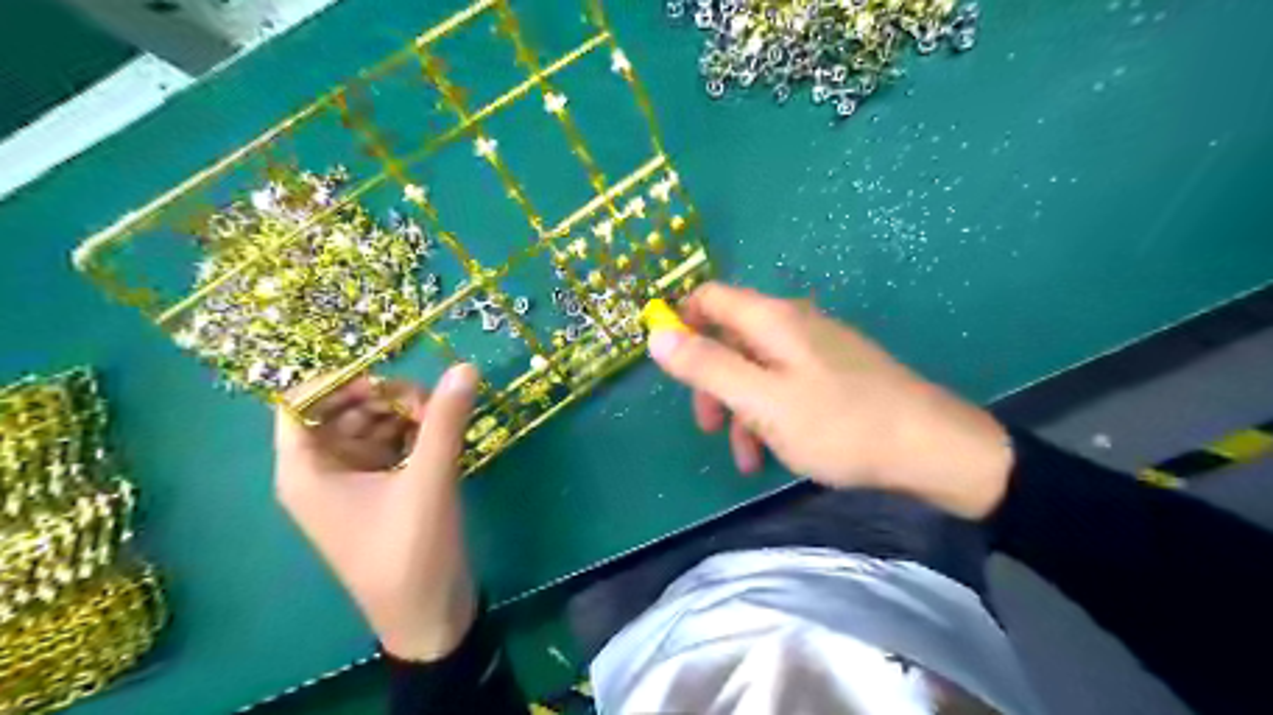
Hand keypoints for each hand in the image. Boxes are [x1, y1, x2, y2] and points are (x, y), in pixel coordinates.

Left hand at [272, 366, 475, 661]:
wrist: (428, 614)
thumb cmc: (410, 552)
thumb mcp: (428, 481)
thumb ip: (444, 421)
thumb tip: (464, 367)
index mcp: (306, 471)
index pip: (301, 403)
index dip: (339, 381)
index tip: (388, 378)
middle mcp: (322, 472)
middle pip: (342, 410)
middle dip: (384, 398)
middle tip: (430, 402)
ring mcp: (353, 481)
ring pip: (371, 426)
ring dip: (404, 414)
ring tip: (442, 418)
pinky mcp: (382, 490)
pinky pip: (391, 445)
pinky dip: (414, 434)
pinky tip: (441, 435)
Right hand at [651, 282, 1009, 515]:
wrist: (932, 450)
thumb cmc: (840, 424)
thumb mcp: (762, 401)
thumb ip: (707, 366)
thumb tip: (655, 333)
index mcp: (773, 320)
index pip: (708, 298)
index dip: (680, 324)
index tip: (669, 368)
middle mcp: (793, 323)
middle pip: (730, 338)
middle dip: (711, 381)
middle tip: (707, 426)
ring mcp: (817, 349)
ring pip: (756, 369)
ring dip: (740, 409)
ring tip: (746, 458)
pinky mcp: (834, 374)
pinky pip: (785, 385)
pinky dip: (770, 414)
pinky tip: (776, 452)